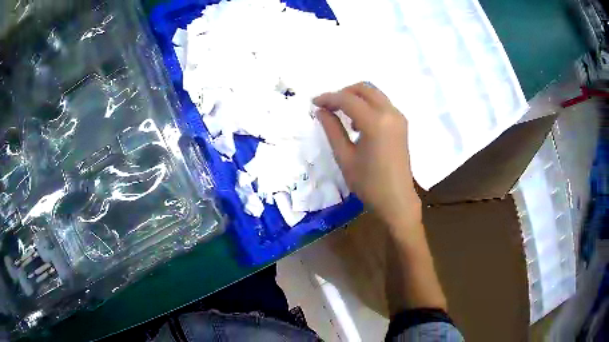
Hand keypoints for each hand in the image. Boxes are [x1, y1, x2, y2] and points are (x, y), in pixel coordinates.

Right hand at [314, 82, 421, 228]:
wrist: (396, 200)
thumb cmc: (368, 183)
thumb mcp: (345, 157)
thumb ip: (332, 129)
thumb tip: (320, 110)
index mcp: (375, 122)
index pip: (348, 99)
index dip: (328, 98)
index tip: (314, 103)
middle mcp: (390, 113)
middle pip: (364, 88)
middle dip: (344, 92)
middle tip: (329, 106)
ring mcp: (399, 118)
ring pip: (375, 94)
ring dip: (356, 98)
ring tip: (343, 116)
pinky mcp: (402, 124)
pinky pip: (383, 104)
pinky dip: (368, 105)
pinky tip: (359, 124)